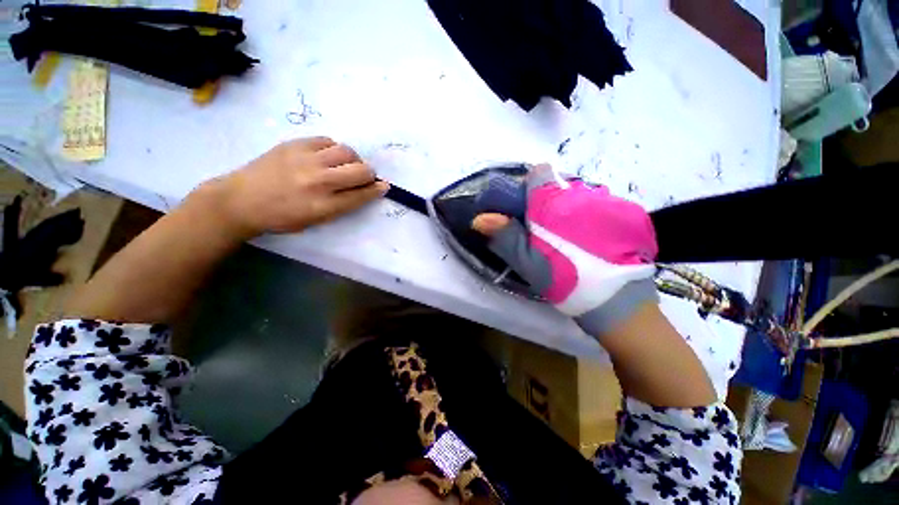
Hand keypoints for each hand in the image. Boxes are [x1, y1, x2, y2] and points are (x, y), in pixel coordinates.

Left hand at [206, 137, 388, 239]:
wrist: (241, 200)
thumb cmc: (281, 217)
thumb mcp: (315, 220)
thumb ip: (342, 206)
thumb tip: (362, 190)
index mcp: (324, 206)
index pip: (361, 195)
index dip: (376, 190)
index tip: (384, 186)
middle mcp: (319, 181)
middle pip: (360, 171)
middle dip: (369, 174)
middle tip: (364, 176)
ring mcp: (306, 159)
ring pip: (347, 151)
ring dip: (354, 159)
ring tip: (346, 165)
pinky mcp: (295, 144)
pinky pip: (327, 140)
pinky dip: (334, 149)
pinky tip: (328, 156)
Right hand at [472, 165, 657, 334]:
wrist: (619, 303)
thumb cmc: (565, 281)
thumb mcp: (528, 262)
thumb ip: (505, 236)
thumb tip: (480, 218)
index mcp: (554, 203)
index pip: (537, 173)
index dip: (528, 188)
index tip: (525, 210)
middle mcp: (583, 193)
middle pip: (557, 187)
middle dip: (547, 204)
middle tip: (545, 232)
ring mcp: (609, 201)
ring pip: (578, 196)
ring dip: (569, 211)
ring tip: (571, 240)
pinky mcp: (628, 212)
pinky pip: (600, 205)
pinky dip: (591, 217)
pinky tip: (593, 241)